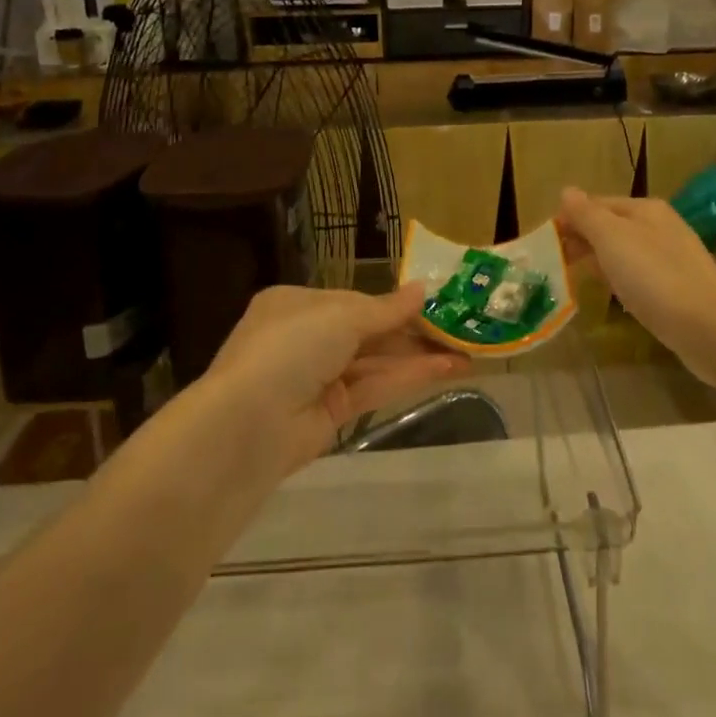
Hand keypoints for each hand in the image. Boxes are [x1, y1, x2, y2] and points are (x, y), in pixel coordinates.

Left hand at [201, 284, 467, 471]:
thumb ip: (386, 308)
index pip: (354, 300)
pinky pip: (375, 387)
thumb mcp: (341, 316)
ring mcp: (318, 377)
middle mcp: (306, 338)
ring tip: (467, 352)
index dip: (395, 304)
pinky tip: (446, 369)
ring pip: (377, 361)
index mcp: (296, 304)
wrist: (247, 426)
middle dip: (414, 331)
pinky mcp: (331, 413)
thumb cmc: (290, 348)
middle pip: (369, 332)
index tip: (436, 303)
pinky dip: (408, 377)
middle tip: (461, 329)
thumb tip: (423, 290)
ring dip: (420, 356)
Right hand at [555, 188, 715, 382]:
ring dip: (600, 260)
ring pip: (625, 252)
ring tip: (575, 278)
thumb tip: (567, 191)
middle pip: (612, 226)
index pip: (597, 204)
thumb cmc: (654, 276)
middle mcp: (661, 227)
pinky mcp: (679, 289)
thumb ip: (587, 214)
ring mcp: (673, 258)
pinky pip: (640, 276)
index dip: (570, 219)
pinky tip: (613, 295)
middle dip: (583, 240)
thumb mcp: (612, 238)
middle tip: (554, 263)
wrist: (709, 328)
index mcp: (645, 209)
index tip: (545, 243)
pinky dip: (620, 280)